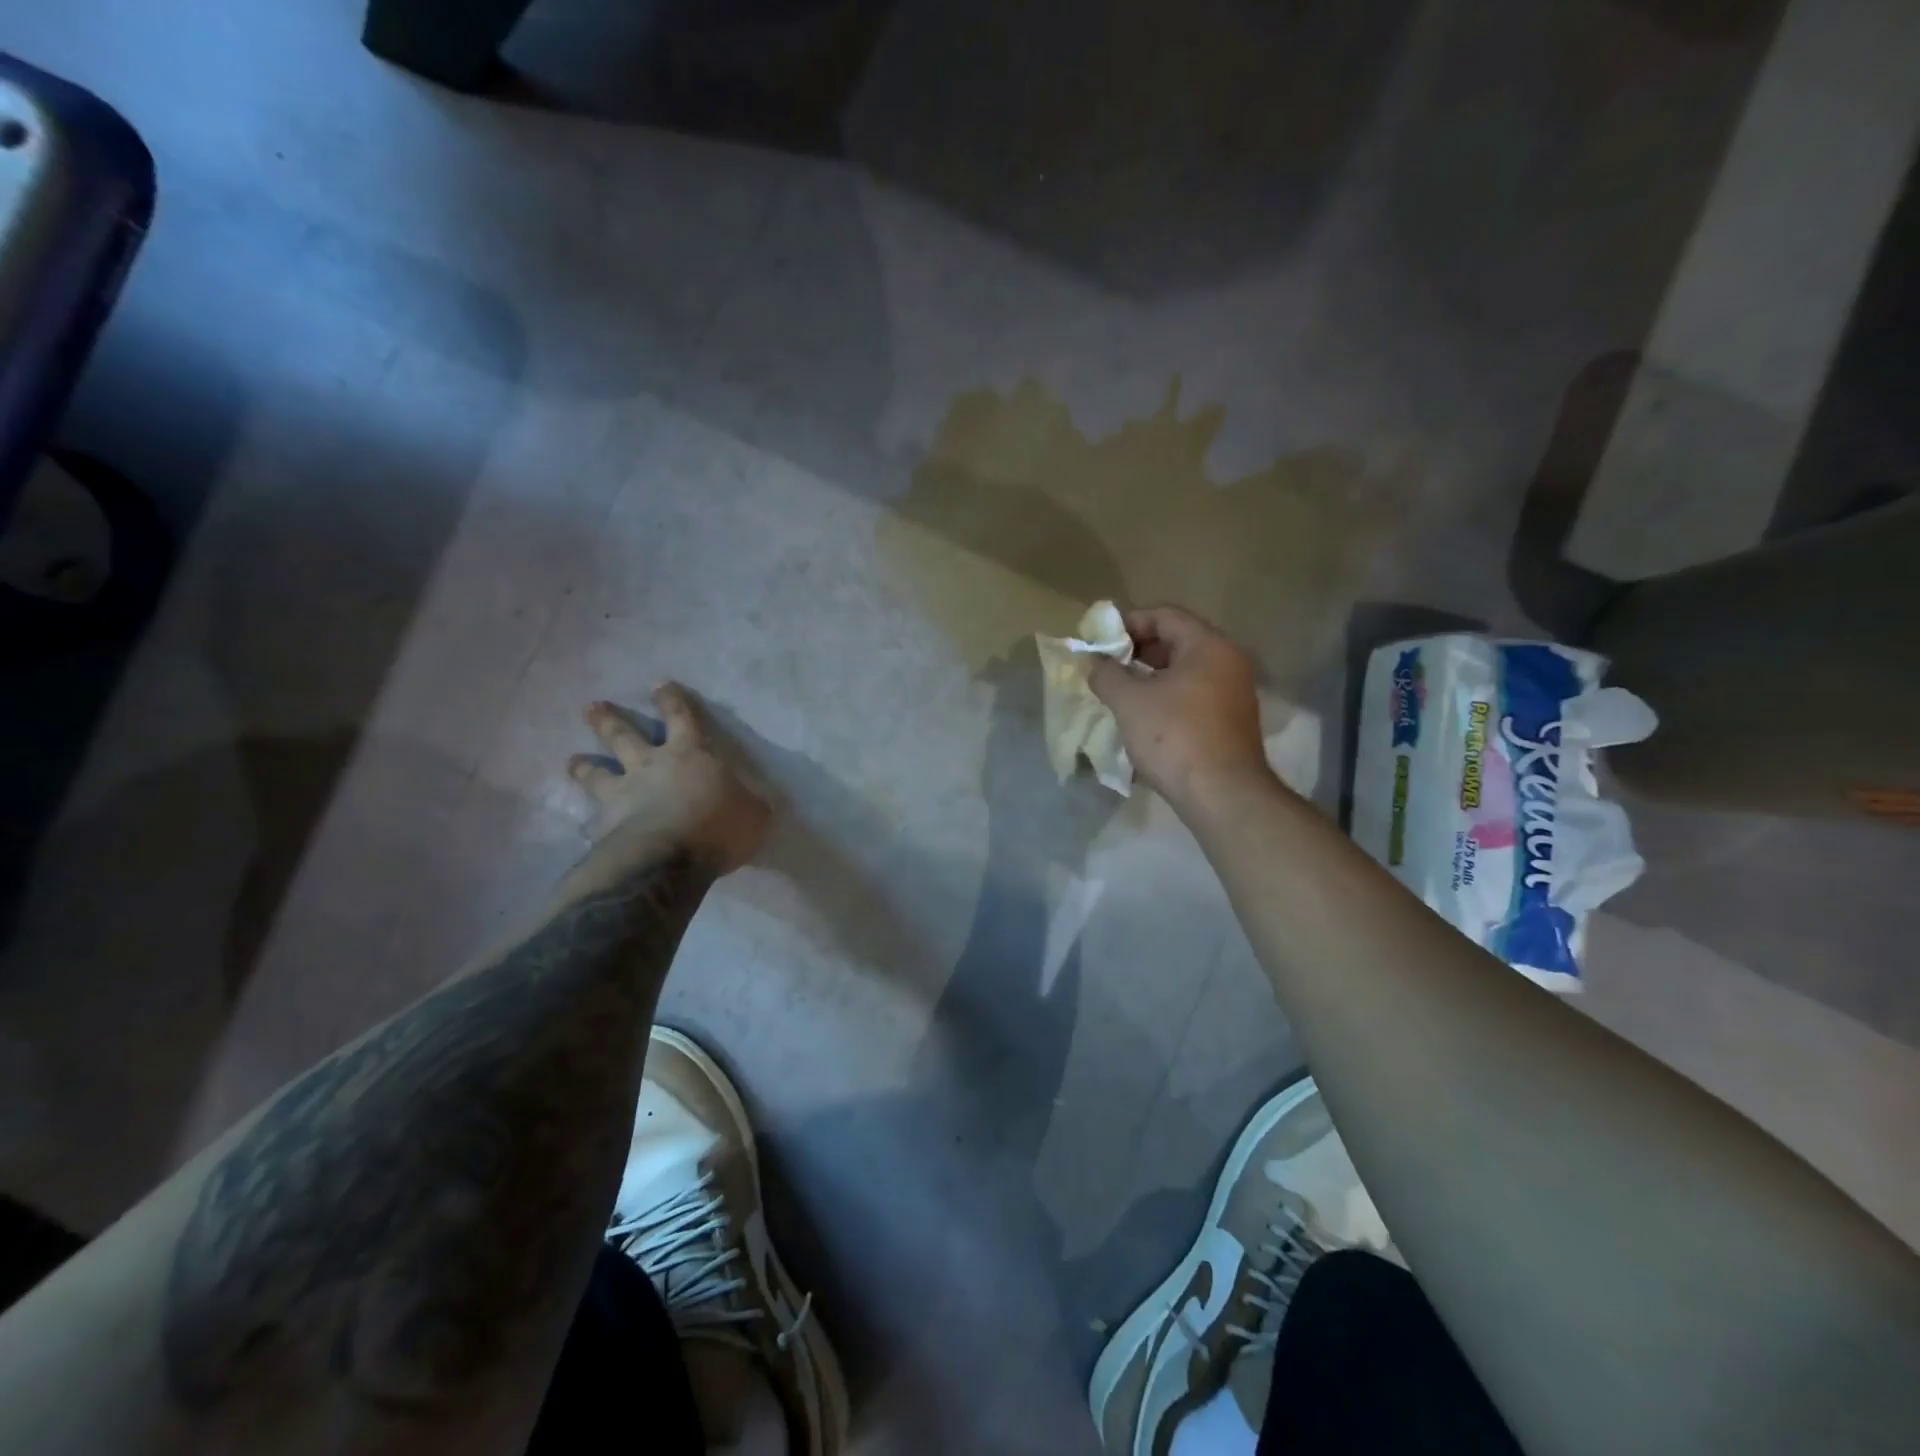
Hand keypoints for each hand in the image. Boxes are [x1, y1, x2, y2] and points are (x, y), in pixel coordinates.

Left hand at [567, 685, 770, 875]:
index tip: (659, 685)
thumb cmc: (718, 826)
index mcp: (690, 754)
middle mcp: (650, 765)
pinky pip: (593, 820)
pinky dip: (588, 821)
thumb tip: (755, 806)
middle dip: (608, 719)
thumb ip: (751, 806)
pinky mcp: (604, 826)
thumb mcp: (754, 815)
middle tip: (592, 706)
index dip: (671, 700)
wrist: (667, 859)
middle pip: (623, 735)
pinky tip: (583, 827)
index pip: (681, 717)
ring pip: (597, 773)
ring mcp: (622, 794)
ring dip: (585, 766)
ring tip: (573, 761)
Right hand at [1088, 605, 1273, 811]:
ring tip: (1120, 693)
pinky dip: (1167, 697)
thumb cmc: (1174, 737)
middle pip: (1177, 641)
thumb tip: (1093, 662)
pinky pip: (1194, 695)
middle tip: (1107, 667)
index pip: (1165, 615)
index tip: (1101, 642)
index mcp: (1209, 646)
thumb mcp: (1129, 702)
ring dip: (1151, 677)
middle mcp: (1229, 661)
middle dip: (1138, 651)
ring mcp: (1234, 693)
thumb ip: (1106, 674)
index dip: (1129, 623)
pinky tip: (1144, 717)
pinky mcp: (1231, 721)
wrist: (1221, 794)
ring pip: (1185, 671)